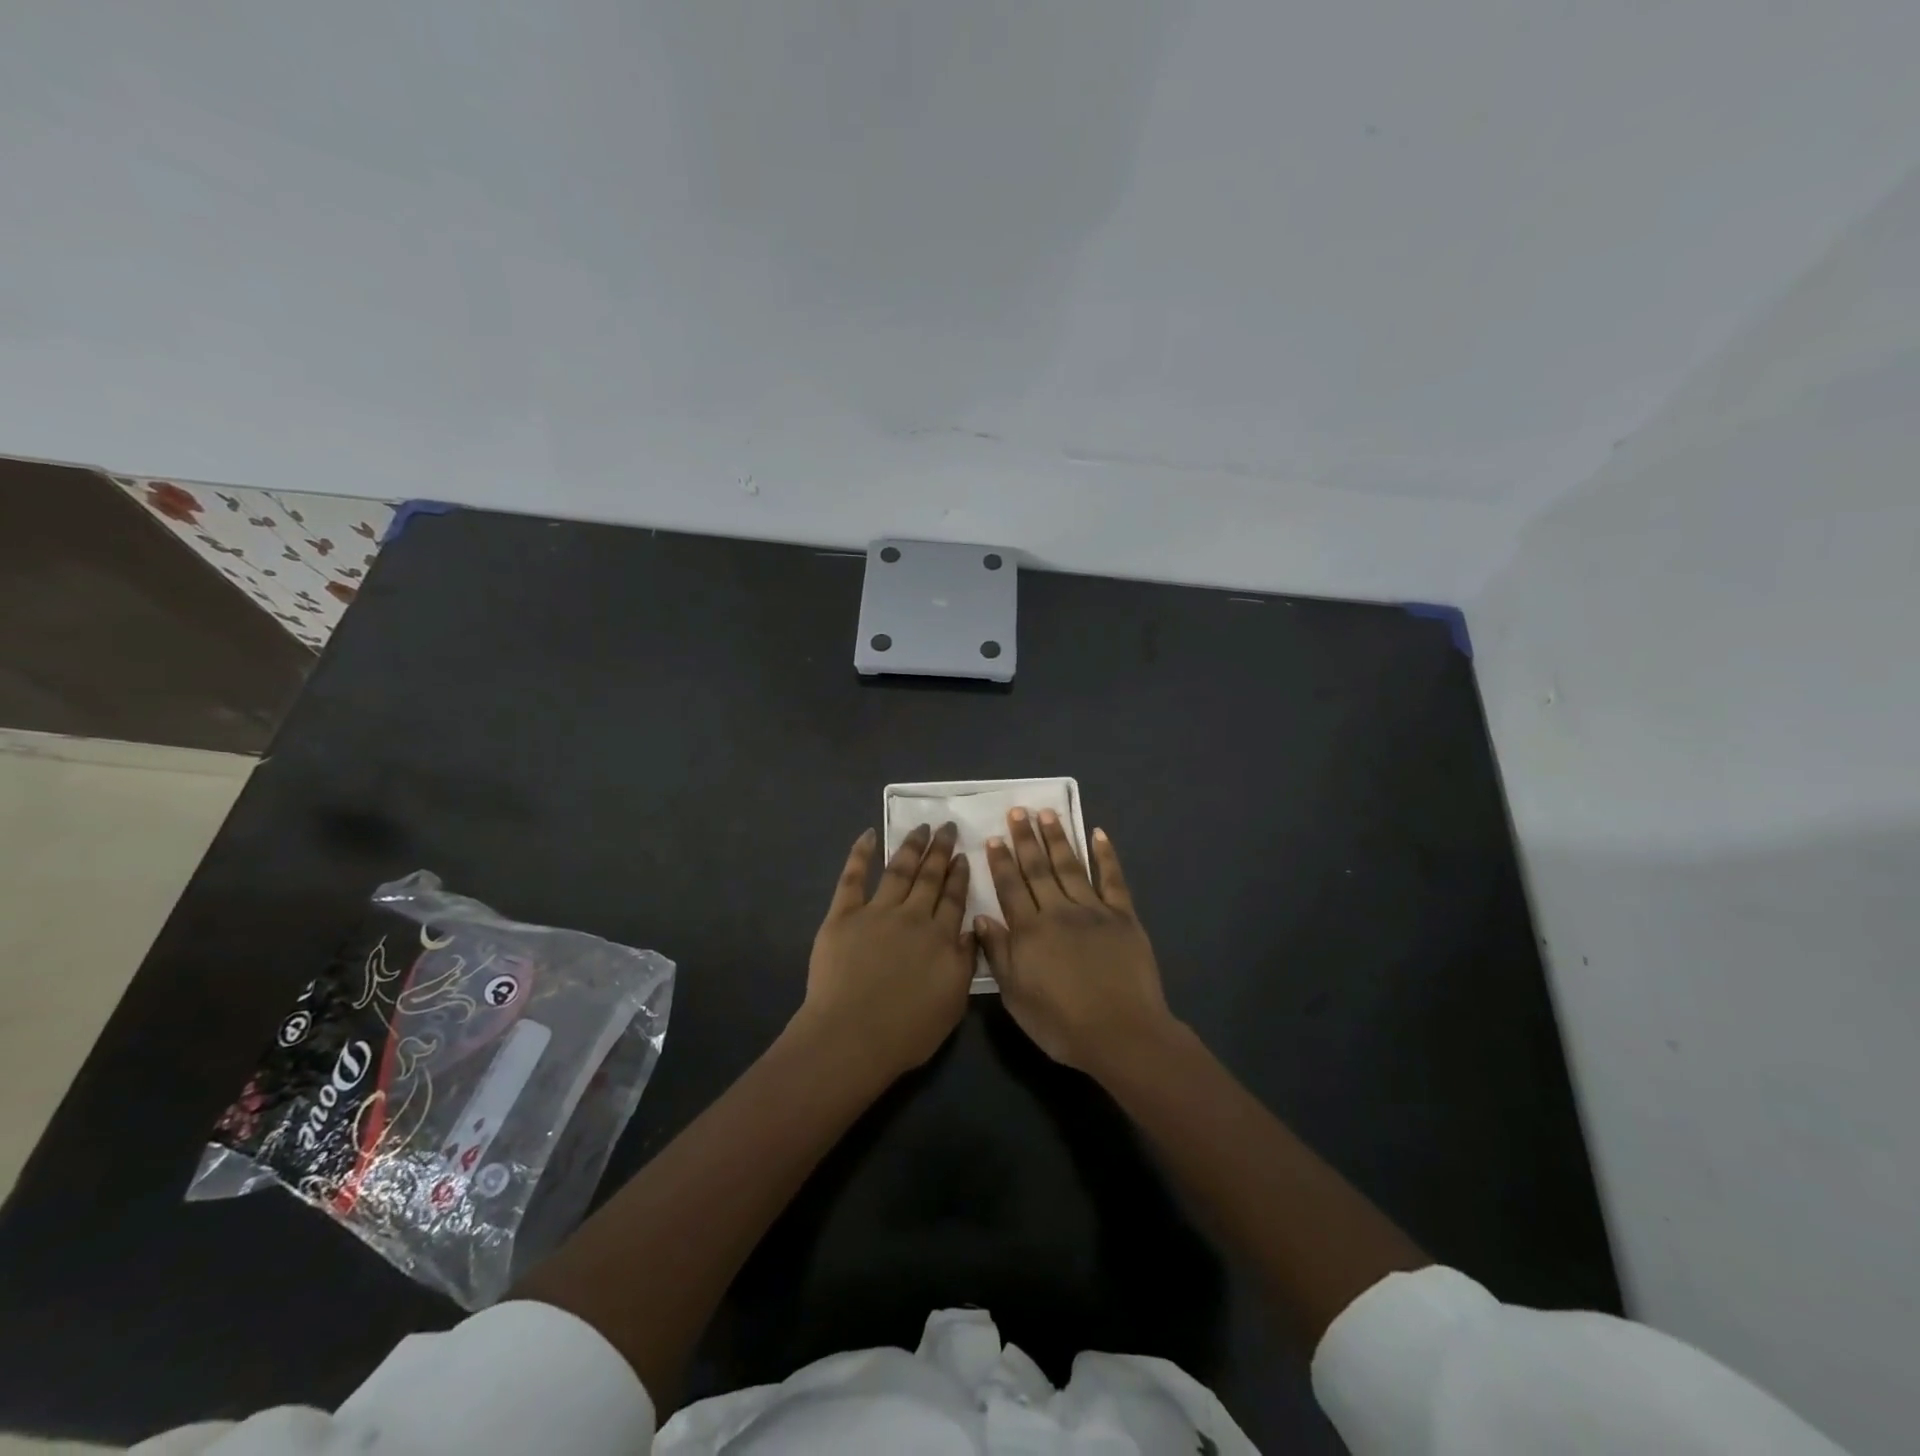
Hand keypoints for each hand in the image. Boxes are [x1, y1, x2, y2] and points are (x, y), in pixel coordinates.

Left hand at [798, 823, 975, 1082]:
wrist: (852, 1036)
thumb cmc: (907, 1030)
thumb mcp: (953, 1002)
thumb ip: (966, 962)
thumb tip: (972, 929)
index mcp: (941, 938)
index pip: (954, 898)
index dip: (959, 875)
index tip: (963, 855)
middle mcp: (913, 916)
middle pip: (930, 877)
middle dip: (940, 850)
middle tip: (947, 827)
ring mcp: (876, 912)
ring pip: (898, 870)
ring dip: (911, 846)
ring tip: (921, 827)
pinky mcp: (843, 915)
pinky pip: (853, 878)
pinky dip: (860, 854)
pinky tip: (868, 835)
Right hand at [978, 810, 1175, 1076]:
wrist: (1121, 1033)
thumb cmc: (1061, 1023)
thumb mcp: (1016, 996)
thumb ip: (998, 954)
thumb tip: (981, 918)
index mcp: (1029, 931)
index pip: (1010, 887)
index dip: (1000, 861)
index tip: (992, 837)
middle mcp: (1058, 911)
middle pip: (1038, 869)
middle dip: (1025, 839)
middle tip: (1018, 811)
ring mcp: (1093, 911)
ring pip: (1070, 866)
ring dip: (1058, 838)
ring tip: (1047, 813)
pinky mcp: (1123, 916)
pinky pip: (1112, 879)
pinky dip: (1106, 855)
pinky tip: (1098, 834)